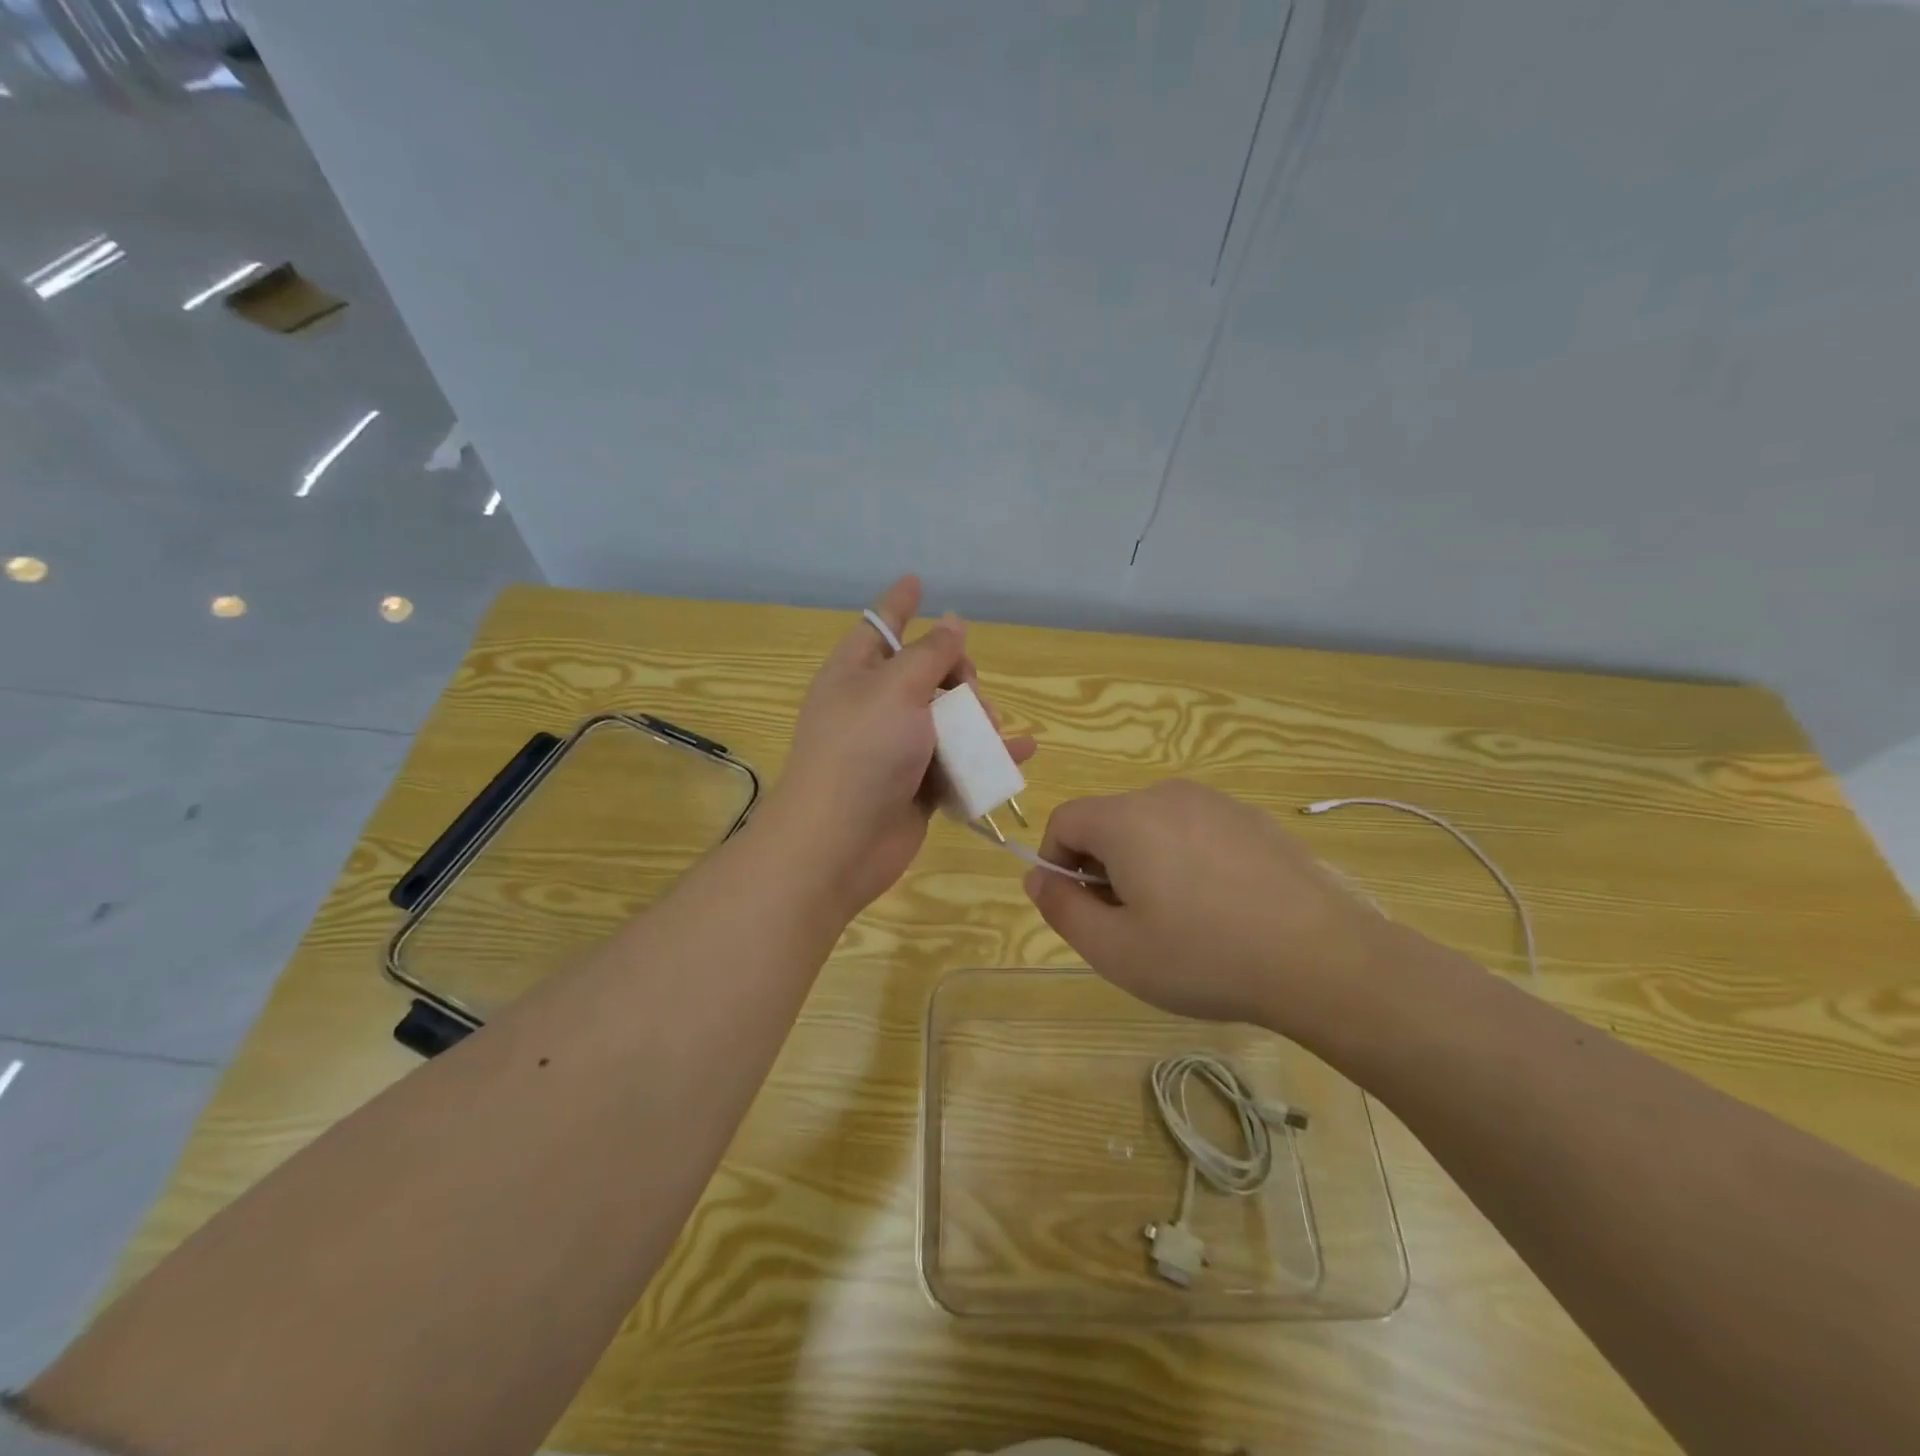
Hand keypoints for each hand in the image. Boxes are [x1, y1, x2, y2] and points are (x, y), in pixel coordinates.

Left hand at [769, 575, 1034, 915]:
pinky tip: (1021, 751)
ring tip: (989, 729)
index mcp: (855, 674)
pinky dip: (988, 756)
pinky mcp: (917, 785)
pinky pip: (959, 761)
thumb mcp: (896, 689)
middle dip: (957, 674)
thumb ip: (930, 655)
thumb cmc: (862, 752)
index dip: (900, 603)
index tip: (918, 580)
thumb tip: (952, 622)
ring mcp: (897, 748)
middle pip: (926, 674)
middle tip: (969, 689)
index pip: (880, 626)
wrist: (840, 843)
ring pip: (948, 719)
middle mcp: (875, 707)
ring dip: (976, 719)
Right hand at [1022, 780, 1391, 1035]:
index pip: (1065, 820)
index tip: (1079, 908)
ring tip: (1176, 921)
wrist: (1324, 960)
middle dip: (1102, 868)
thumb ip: (1061, 909)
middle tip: (1128, 925)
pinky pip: (1195, 831)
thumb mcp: (1114, 950)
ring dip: (1144, 864)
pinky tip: (1219, 909)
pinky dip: (1186, 860)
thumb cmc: (1204, 956)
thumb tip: (1037, 877)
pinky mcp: (1253, 820)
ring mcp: (1216, 804)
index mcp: (1127, 819)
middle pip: (1109, 822)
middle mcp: (1167, 796)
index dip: (1057, 863)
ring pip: (1153, 827)